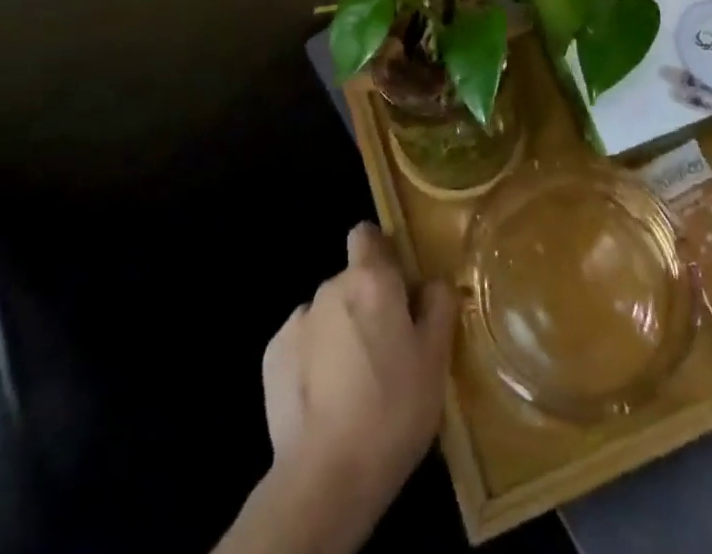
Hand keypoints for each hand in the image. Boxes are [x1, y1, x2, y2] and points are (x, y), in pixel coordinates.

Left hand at [261, 223, 454, 530]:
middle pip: (351, 280)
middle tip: (388, 349)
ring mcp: (297, 321)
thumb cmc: (393, 409)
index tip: (397, 283)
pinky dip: (313, 360)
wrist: (326, 476)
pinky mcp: (273, 357)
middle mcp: (331, 287)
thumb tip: (432, 282)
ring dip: (340, 332)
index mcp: (372, 279)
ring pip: (327, 314)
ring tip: (355, 383)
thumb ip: (439, 305)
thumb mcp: (436, 358)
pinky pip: (302, 344)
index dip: (381, 252)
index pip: (366, 235)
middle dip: (367, 304)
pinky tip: (325, 400)